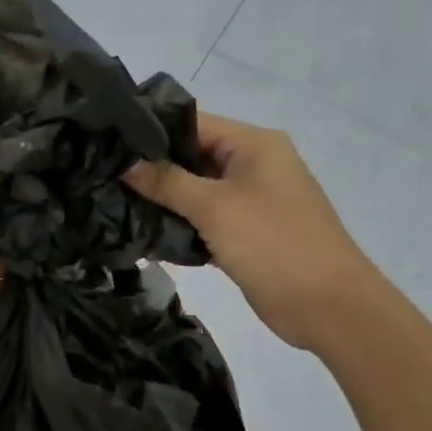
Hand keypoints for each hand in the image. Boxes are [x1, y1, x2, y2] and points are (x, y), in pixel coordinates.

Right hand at [125, 113, 377, 351]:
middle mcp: (252, 165)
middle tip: (103, 177)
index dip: (150, 131)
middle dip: (151, 169)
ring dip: (162, 201)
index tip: (107, 143)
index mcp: (254, 144)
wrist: (329, 307)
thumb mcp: (215, 207)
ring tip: (112, 204)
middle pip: (191, 157)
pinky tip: (142, 233)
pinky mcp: (243, 234)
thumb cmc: (274, 244)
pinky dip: (178, 226)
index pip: (192, 123)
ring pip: (194, 192)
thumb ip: (167, 182)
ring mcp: (249, 201)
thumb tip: (124, 162)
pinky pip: (203, 220)